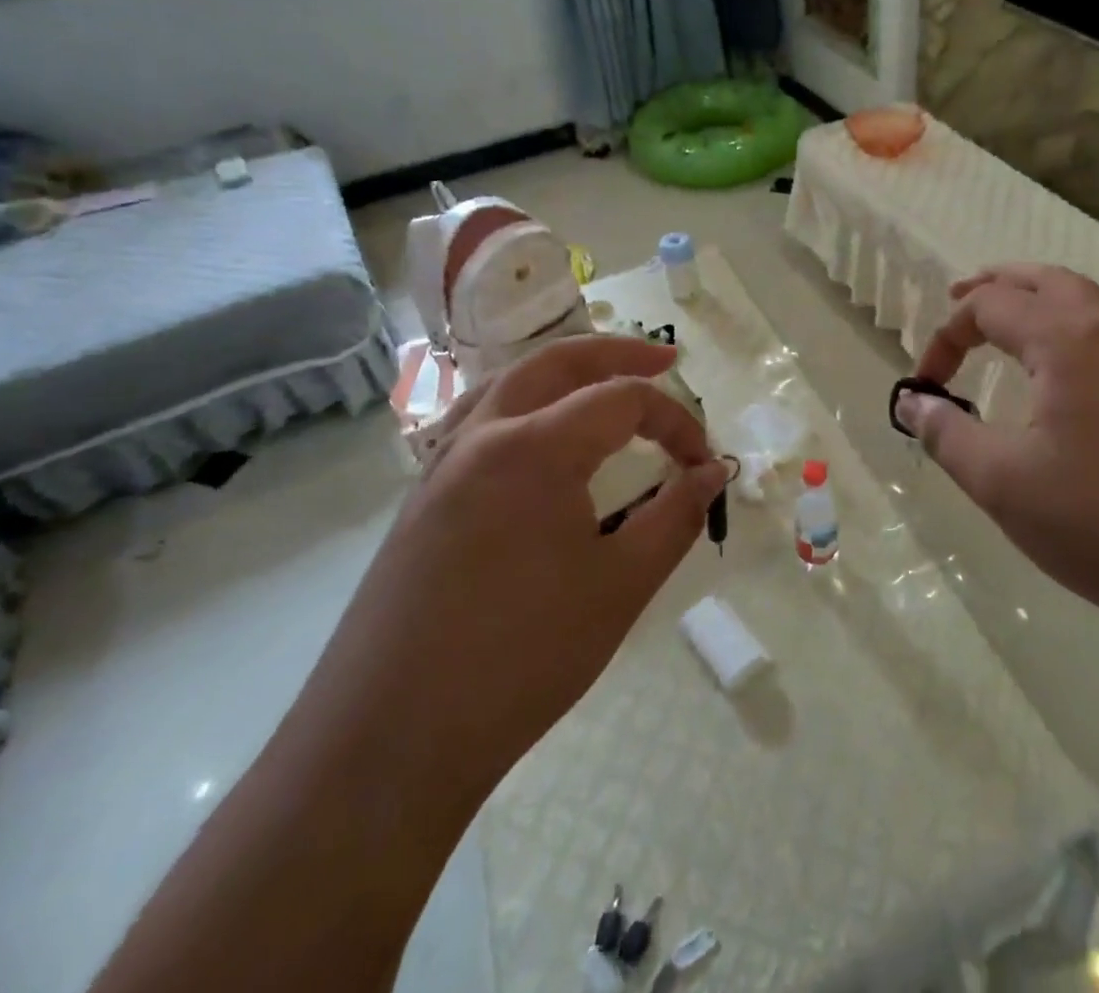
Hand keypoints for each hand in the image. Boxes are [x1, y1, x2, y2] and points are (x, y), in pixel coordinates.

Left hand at [311, 335, 728, 796]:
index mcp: (534, 448)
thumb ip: (675, 517)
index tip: (703, 465)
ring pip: (509, 383)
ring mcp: (441, 465)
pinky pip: (478, 421)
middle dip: (617, 353)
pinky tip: (536, 437)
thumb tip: (712, 473)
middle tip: (664, 360)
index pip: (622, 401)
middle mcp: (482, 436)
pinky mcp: (421, 499)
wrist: (387, 744)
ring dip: (563, 372)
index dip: (675, 422)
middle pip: (557, 363)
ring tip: (602, 380)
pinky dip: (522, 404)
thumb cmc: (520, 661)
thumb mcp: (621, 587)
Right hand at [897, 264, 1098, 621]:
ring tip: (1009, 321)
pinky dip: (1073, 326)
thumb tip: (911, 402)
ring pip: (1086, 300)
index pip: (988, 307)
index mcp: (1067, 339)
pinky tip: (1068, 371)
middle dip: (996, 286)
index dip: (945, 337)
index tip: (925, 386)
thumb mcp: (1002, 482)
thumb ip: (946, 434)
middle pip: (1044, 280)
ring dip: (1039, 299)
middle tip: (958, 298)